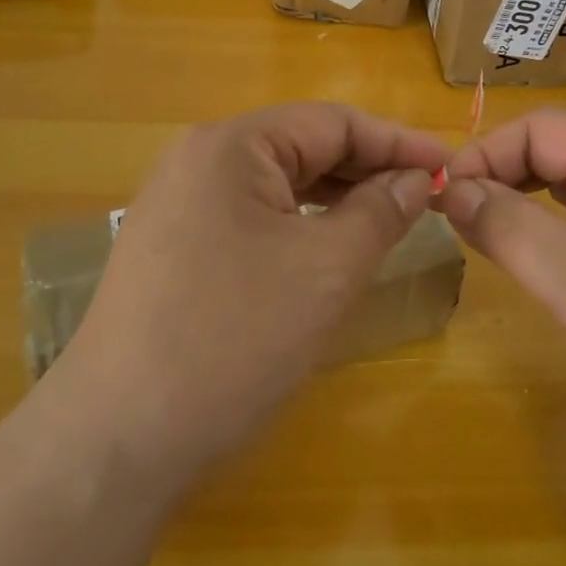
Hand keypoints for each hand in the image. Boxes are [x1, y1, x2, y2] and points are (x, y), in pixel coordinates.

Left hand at [52, 102, 447, 490]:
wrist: (115, 442)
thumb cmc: (233, 340)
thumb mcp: (327, 270)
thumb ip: (381, 210)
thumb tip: (417, 178)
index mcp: (231, 145)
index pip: (333, 122)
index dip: (398, 143)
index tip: (450, 169)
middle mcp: (199, 160)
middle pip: (303, 147)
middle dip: (368, 169)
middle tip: (426, 199)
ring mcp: (179, 205)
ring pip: (278, 184)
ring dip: (337, 198)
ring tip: (388, 222)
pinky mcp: (173, 247)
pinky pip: (253, 216)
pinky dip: (300, 225)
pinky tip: (328, 249)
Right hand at [441, 109, 565, 484]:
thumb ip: (508, 226)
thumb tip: (452, 188)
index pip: (542, 128)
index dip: (486, 154)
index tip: (444, 200)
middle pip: (562, 152)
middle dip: (505, 177)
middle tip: (460, 221)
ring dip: (529, 205)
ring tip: (490, 240)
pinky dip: (560, 234)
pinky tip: (545, 265)